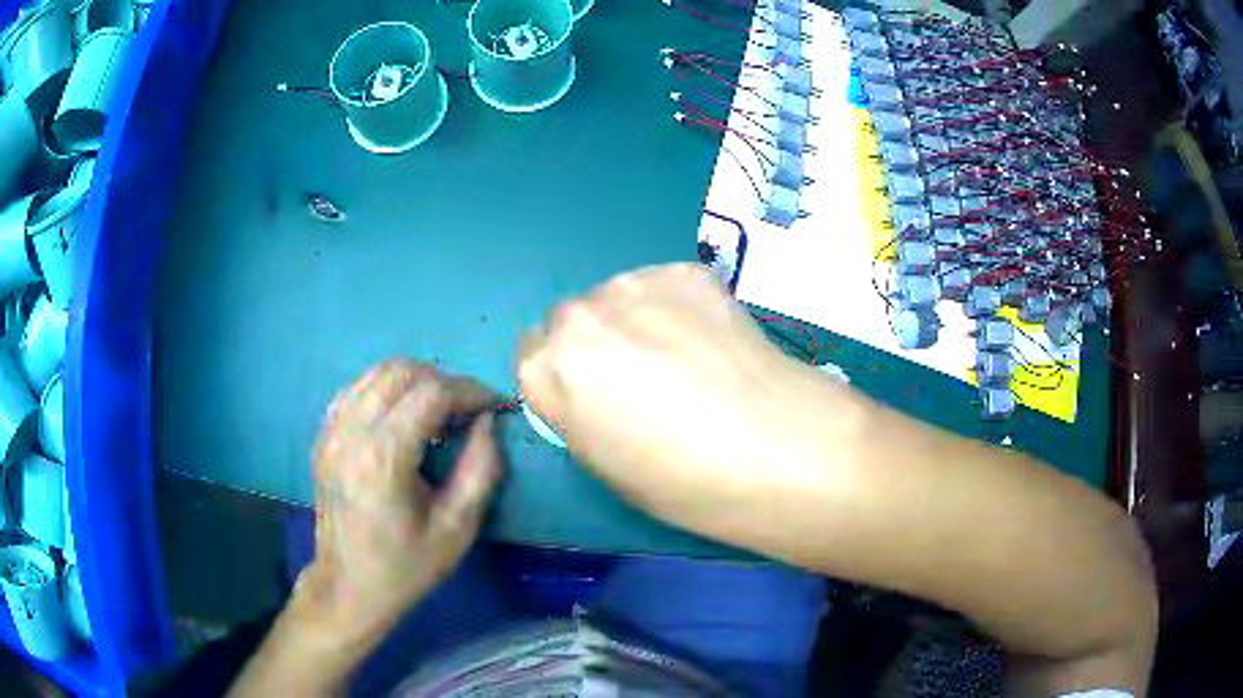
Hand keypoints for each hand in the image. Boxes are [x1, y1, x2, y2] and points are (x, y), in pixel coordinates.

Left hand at [301, 360, 502, 641]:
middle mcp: (351, 432)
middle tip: (468, 410)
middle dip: (444, 381)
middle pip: (401, 371)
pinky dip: (386, 389)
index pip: (431, 393)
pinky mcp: (323, 436)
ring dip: (415, 380)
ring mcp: (331, 430)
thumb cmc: (406, 566)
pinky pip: (357, 389)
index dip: (470, 391)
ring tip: (439, 410)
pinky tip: (402, 415)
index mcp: (383, 457)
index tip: (495, 406)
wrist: (348, 586)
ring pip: (376, 373)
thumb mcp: (457, 528)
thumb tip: (488, 422)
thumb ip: (481, 469)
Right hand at [518, 264, 847, 544]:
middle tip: (643, 373)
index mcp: (547, 370)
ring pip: (617, 296)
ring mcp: (632, 285)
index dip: (566, 374)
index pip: (532, 354)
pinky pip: (663, 285)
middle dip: (597, 341)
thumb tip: (589, 384)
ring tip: (686, 355)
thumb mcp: (603, 464)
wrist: (772, 446)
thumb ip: (576, 411)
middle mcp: (577, 317)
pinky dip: (679, 305)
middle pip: (571, 319)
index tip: (595, 390)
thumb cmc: (682, 480)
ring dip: (636, 318)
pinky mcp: (683, 270)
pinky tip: (712, 338)